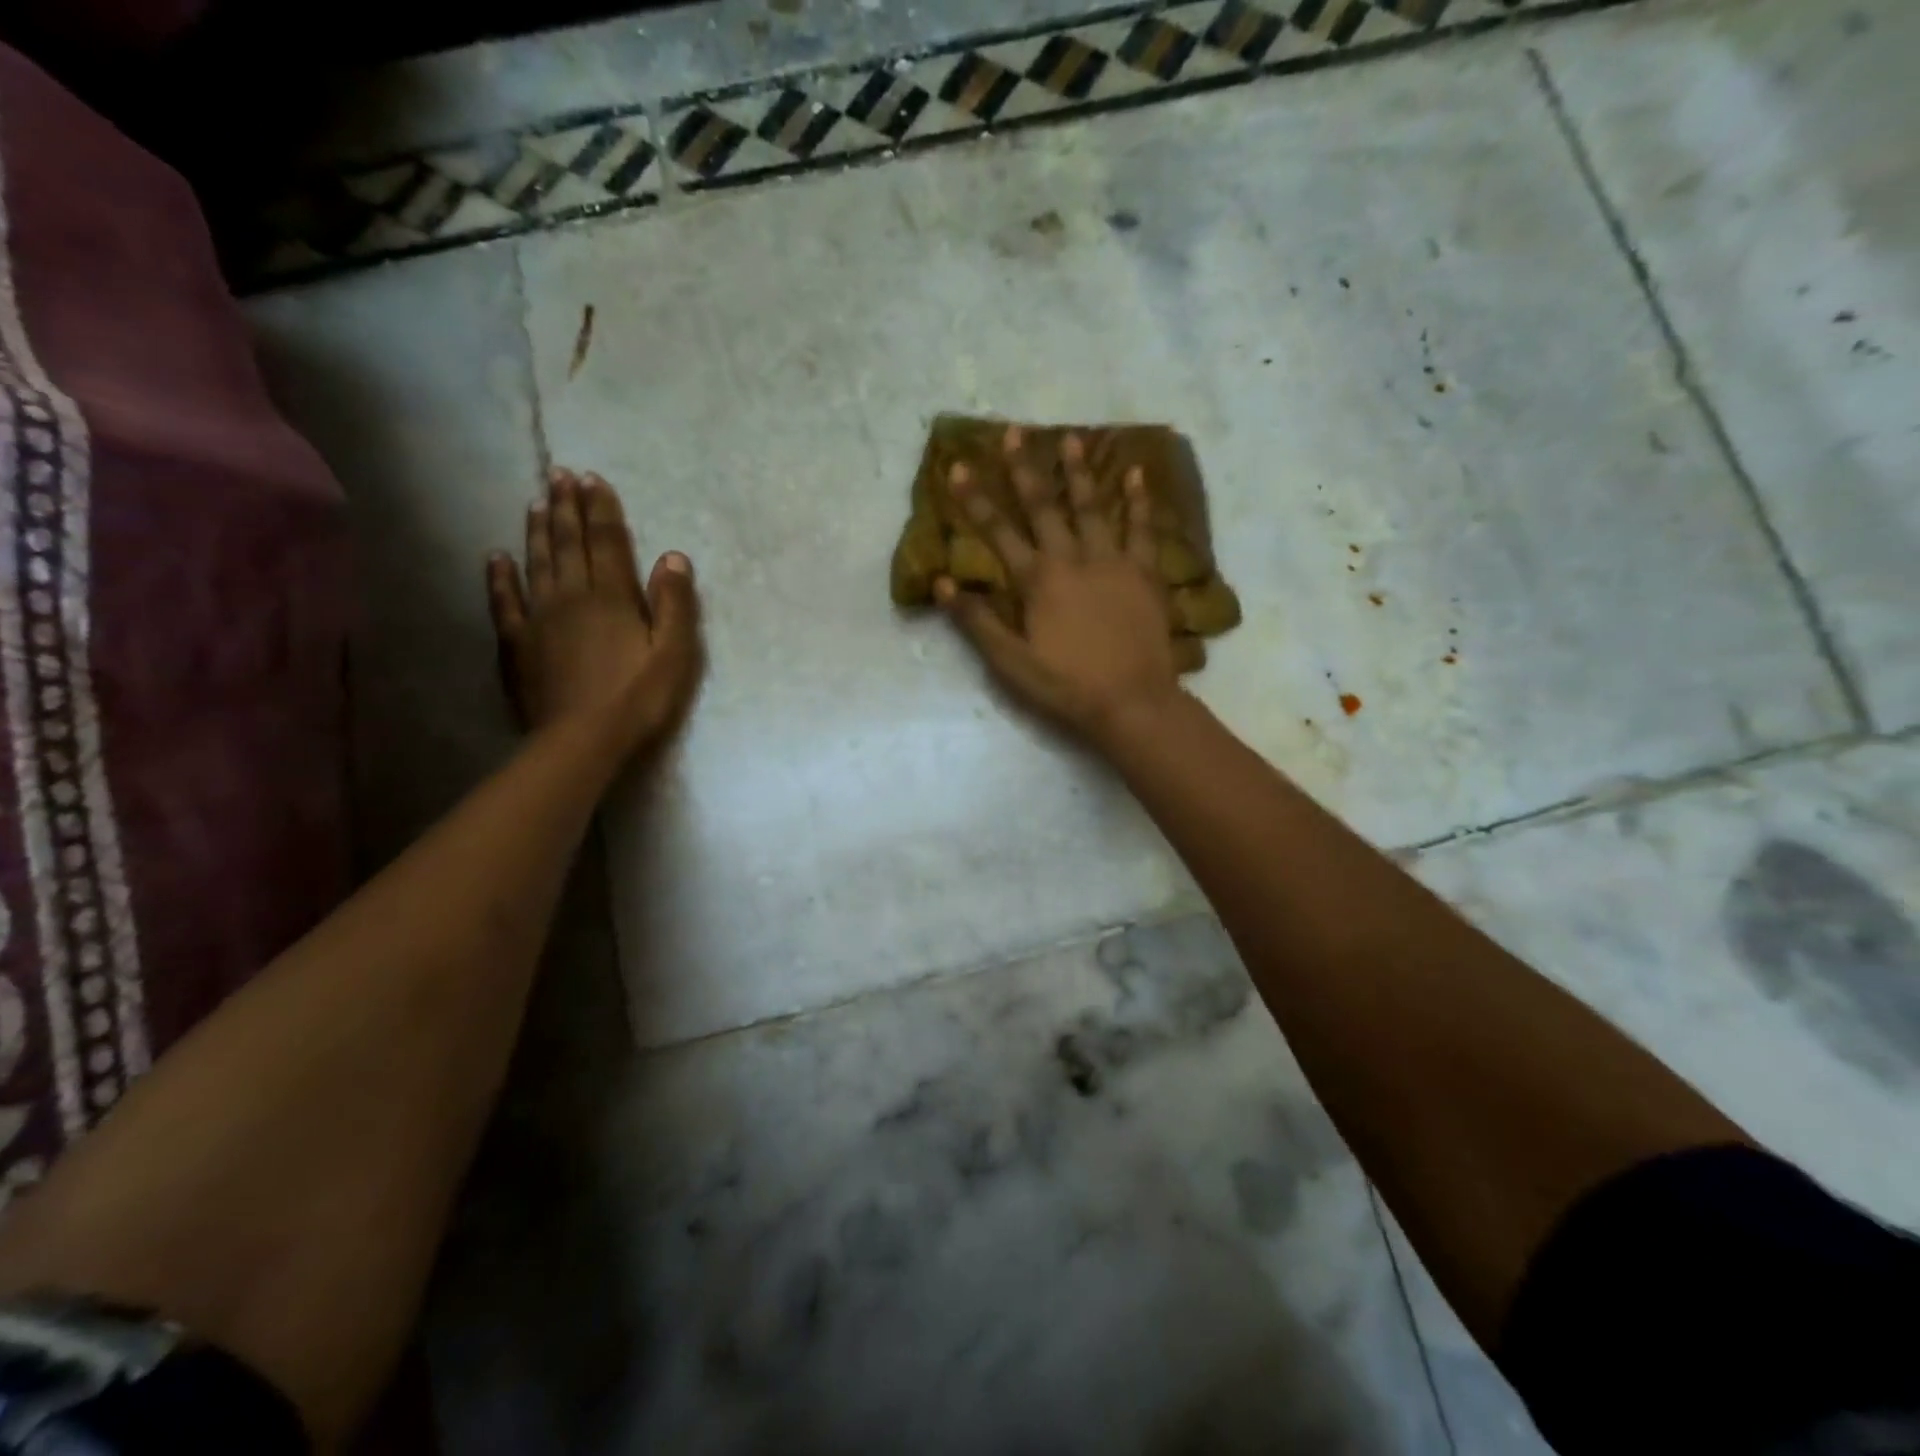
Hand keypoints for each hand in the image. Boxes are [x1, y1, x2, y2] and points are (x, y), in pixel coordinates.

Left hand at [487, 468, 701, 756]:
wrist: (583, 740)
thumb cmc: (639, 697)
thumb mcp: (675, 653)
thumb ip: (675, 604)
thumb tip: (673, 556)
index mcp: (613, 598)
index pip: (606, 542)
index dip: (601, 509)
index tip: (592, 479)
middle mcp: (572, 597)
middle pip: (569, 544)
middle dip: (566, 507)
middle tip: (559, 474)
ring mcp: (539, 619)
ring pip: (537, 564)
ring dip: (538, 531)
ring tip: (536, 501)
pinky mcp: (518, 644)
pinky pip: (505, 602)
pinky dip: (500, 577)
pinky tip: (496, 557)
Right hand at [937, 428, 1181, 744]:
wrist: (1131, 701)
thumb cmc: (1066, 685)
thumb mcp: (1010, 662)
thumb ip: (977, 620)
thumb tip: (943, 583)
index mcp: (1038, 581)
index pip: (998, 533)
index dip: (975, 500)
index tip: (958, 466)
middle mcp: (1073, 560)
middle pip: (1044, 508)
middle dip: (1025, 469)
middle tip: (1014, 432)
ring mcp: (1113, 562)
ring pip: (1092, 508)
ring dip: (1079, 473)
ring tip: (1071, 438)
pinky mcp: (1144, 574)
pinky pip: (1142, 529)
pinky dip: (1139, 500)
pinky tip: (1136, 472)